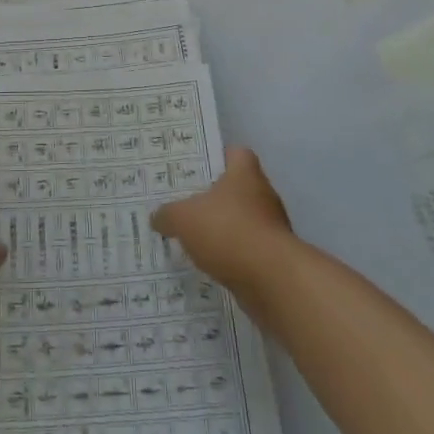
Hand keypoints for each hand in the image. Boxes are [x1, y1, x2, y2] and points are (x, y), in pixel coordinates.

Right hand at [151, 147, 293, 287]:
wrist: (272, 280)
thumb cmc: (228, 231)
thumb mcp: (183, 218)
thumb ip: (168, 214)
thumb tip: (158, 217)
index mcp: (245, 173)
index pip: (237, 153)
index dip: (219, 158)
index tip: (199, 170)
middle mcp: (263, 195)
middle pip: (239, 189)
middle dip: (217, 199)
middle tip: (188, 206)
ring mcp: (273, 228)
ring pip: (244, 222)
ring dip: (225, 231)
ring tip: (196, 240)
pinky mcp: (275, 259)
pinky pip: (249, 252)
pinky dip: (233, 257)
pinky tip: (212, 266)